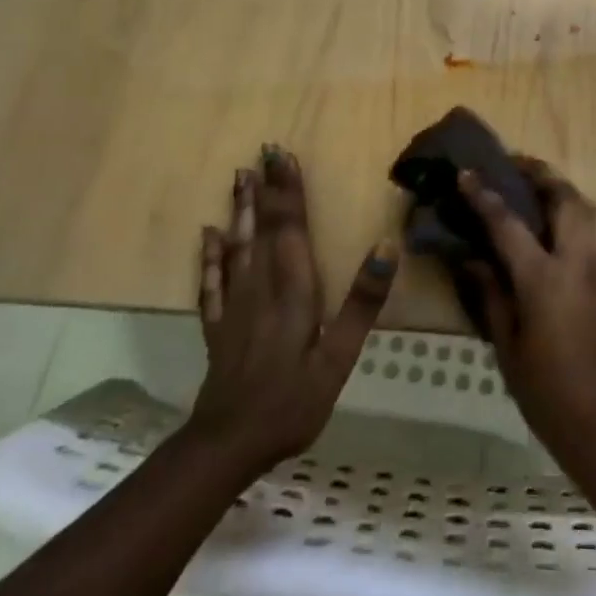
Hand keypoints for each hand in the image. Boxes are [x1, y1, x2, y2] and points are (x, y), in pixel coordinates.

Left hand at [186, 145, 397, 476]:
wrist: (227, 444)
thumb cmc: (292, 400)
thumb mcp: (338, 356)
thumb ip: (362, 301)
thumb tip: (387, 245)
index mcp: (292, 289)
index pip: (291, 228)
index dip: (289, 191)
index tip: (284, 156)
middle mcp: (260, 287)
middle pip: (263, 228)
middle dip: (265, 189)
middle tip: (262, 152)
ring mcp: (234, 306)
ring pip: (237, 246)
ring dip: (240, 210)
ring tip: (239, 177)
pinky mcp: (217, 326)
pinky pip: (211, 281)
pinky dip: (211, 255)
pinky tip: (208, 236)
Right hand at [457, 159, 595, 460]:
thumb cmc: (547, 391)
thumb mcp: (506, 344)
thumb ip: (491, 295)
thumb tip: (471, 259)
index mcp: (545, 279)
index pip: (510, 223)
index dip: (485, 195)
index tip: (467, 172)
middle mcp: (579, 261)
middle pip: (565, 197)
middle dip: (539, 174)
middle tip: (513, 166)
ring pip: (590, 207)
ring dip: (564, 190)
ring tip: (538, 191)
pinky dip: (581, 212)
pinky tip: (562, 225)